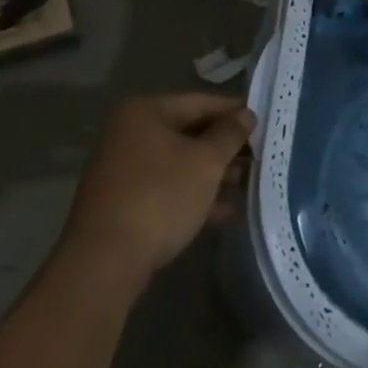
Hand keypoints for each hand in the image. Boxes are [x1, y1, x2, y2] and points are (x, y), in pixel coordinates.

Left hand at [59, 94, 254, 286]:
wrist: (103, 265)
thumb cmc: (159, 198)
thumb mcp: (204, 163)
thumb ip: (229, 135)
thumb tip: (247, 114)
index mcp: (144, 112)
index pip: (200, 102)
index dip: (234, 112)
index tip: (263, 123)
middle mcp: (129, 133)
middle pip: (189, 132)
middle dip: (224, 148)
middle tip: (258, 158)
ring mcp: (123, 170)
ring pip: (178, 163)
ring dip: (212, 174)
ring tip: (247, 186)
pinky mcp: (123, 203)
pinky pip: (166, 189)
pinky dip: (193, 196)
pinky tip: (223, 212)